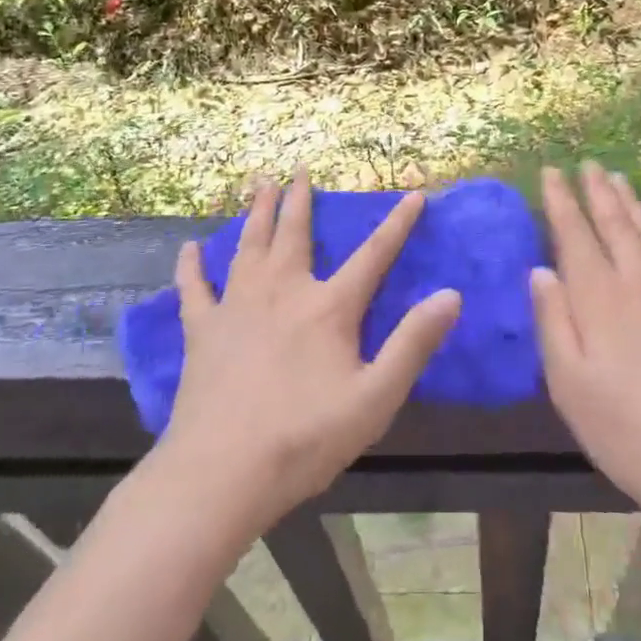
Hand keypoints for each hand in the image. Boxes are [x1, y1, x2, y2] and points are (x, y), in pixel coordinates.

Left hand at [161, 170, 460, 531]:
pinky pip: (195, 288)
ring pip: (249, 246)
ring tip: (259, 183)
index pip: (374, 255)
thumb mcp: (375, 398)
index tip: (414, 194)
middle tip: (298, 167)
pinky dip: (192, 266)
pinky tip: (189, 249)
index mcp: (329, 307)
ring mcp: (238, 307)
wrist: (221, 473)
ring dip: (256, 212)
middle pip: (294, 233)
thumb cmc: (305, 438)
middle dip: (300, 199)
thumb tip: (451, 295)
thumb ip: (413, 343)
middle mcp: (283, 291)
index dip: (398, 224)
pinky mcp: (203, 330)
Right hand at [532, 163, 640, 531]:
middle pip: (615, 223)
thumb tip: (540, 270)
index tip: (552, 172)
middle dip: (598, 191)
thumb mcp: (568, 382)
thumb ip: (552, 320)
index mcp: (599, 296)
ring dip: (632, 204)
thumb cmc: (624, 428)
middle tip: (588, 164)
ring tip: (619, 180)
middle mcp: (639, 281)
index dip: (562, 200)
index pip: (575, 233)